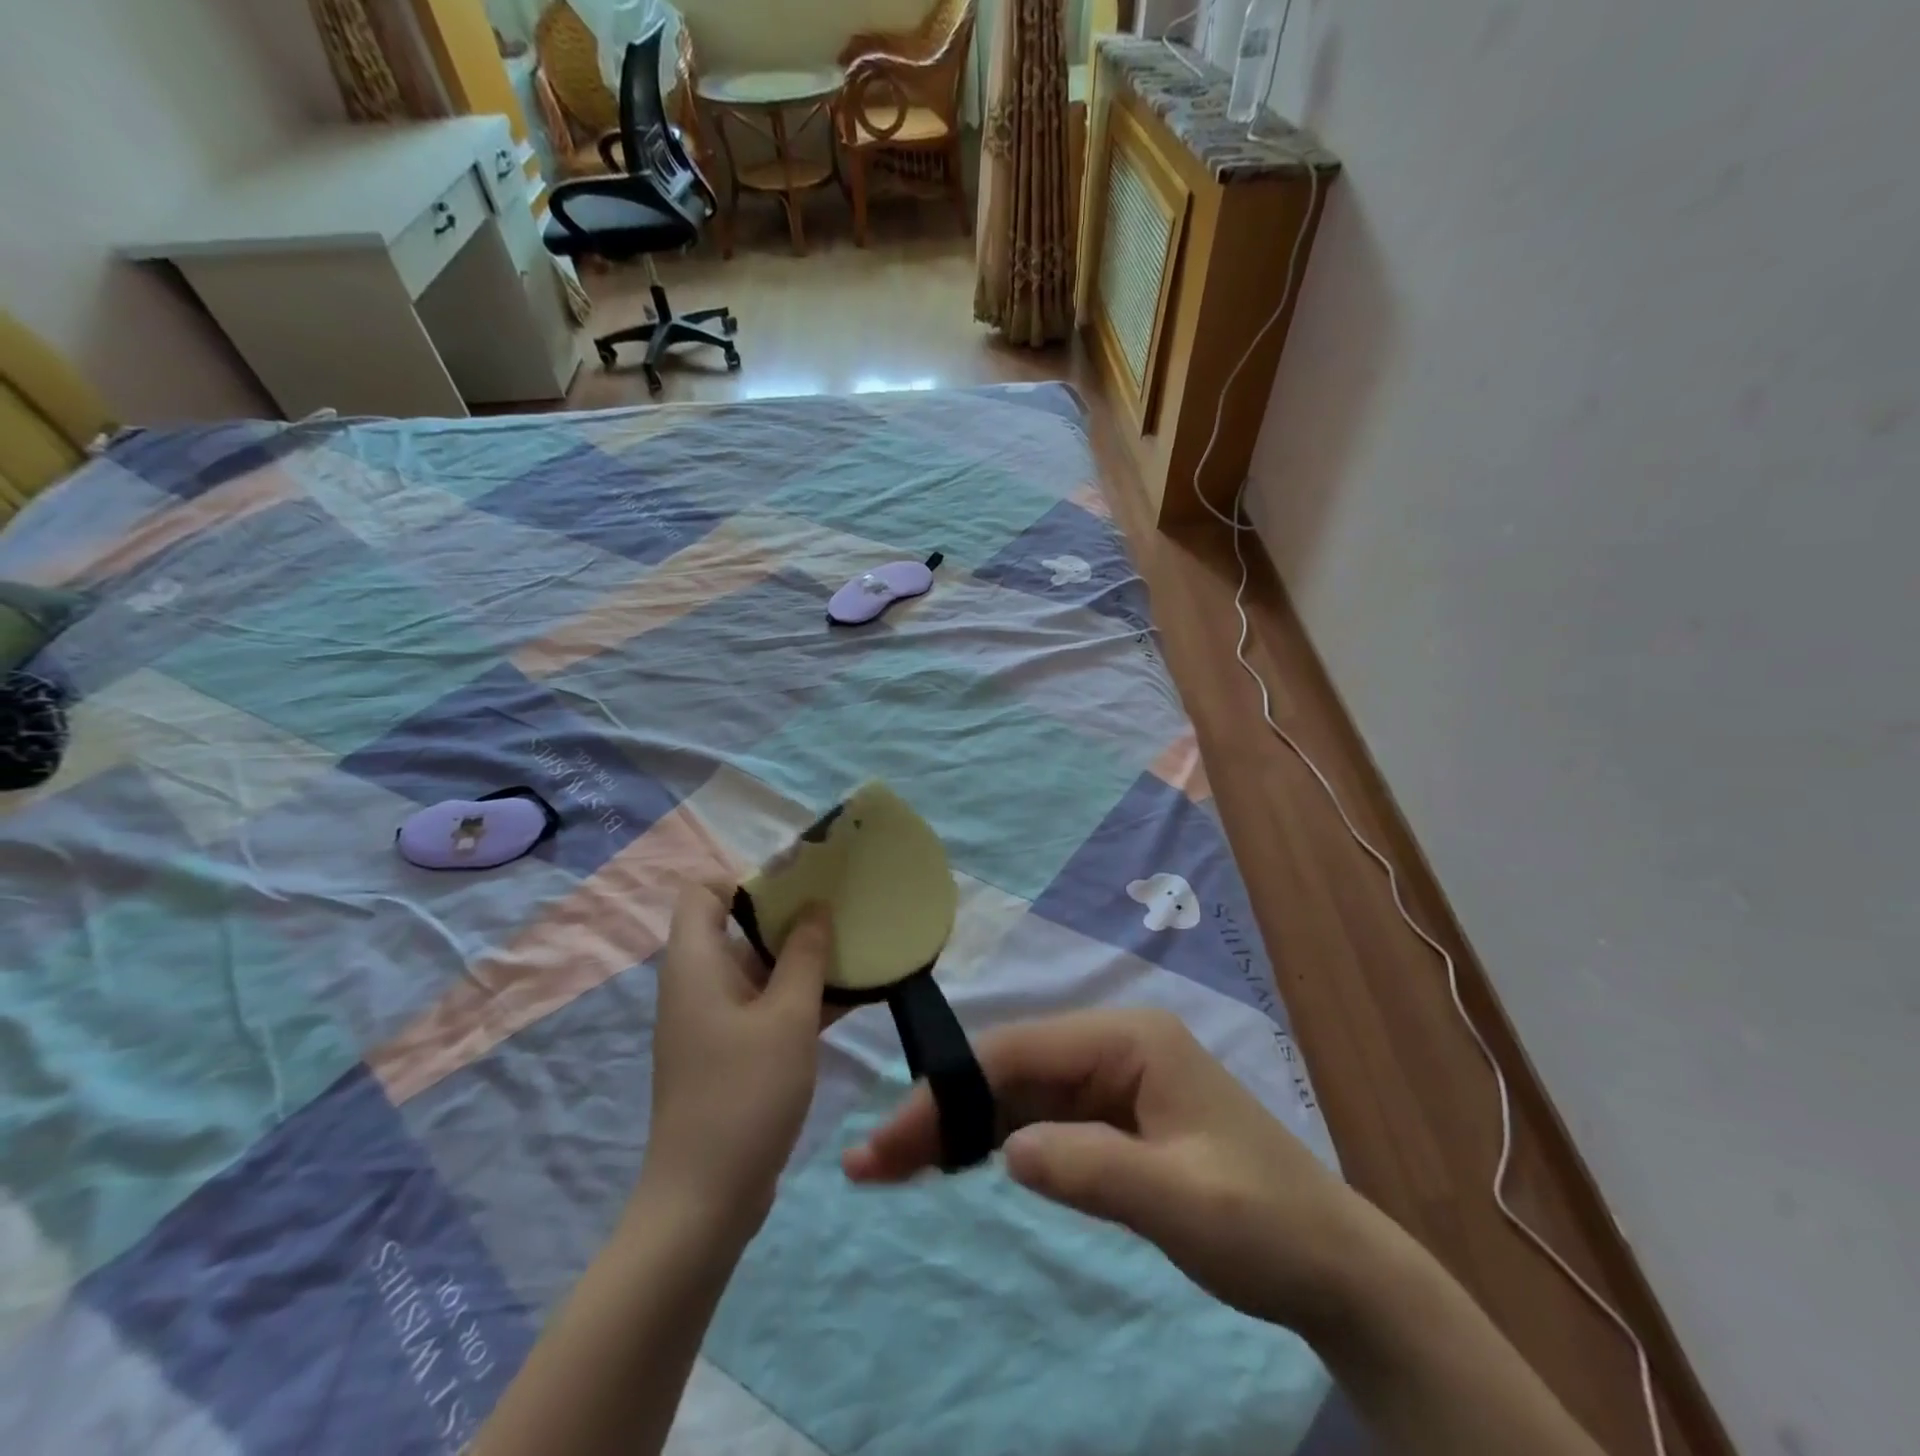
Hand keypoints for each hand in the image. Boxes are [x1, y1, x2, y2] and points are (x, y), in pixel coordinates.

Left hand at [642, 883, 834, 1240]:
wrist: (705, 1203)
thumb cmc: (745, 1094)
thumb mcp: (787, 1017)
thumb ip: (806, 955)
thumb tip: (816, 907)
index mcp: (696, 963)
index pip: (702, 891)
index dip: (745, 878)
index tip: (799, 885)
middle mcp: (698, 983)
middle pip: (736, 926)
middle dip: (789, 915)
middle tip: (842, 910)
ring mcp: (714, 1021)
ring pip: (758, 968)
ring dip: (803, 958)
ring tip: (856, 946)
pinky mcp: (731, 1052)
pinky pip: (766, 1005)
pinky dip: (800, 996)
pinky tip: (851, 996)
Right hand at [843, 1008, 1367, 1332]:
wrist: (1333, 1266)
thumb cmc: (1267, 1224)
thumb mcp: (1184, 1203)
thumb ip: (1093, 1170)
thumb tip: (1005, 1149)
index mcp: (1130, 1039)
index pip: (1019, 1053)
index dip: (949, 1092)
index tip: (891, 1140)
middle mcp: (1113, 1045)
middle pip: (1008, 1069)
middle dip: (941, 1109)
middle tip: (873, 1160)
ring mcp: (1111, 1079)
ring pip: (1015, 1093)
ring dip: (957, 1126)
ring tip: (894, 1165)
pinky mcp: (1112, 1116)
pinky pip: (1038, 1119)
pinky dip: (992, 1141)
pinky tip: (953, 1163)